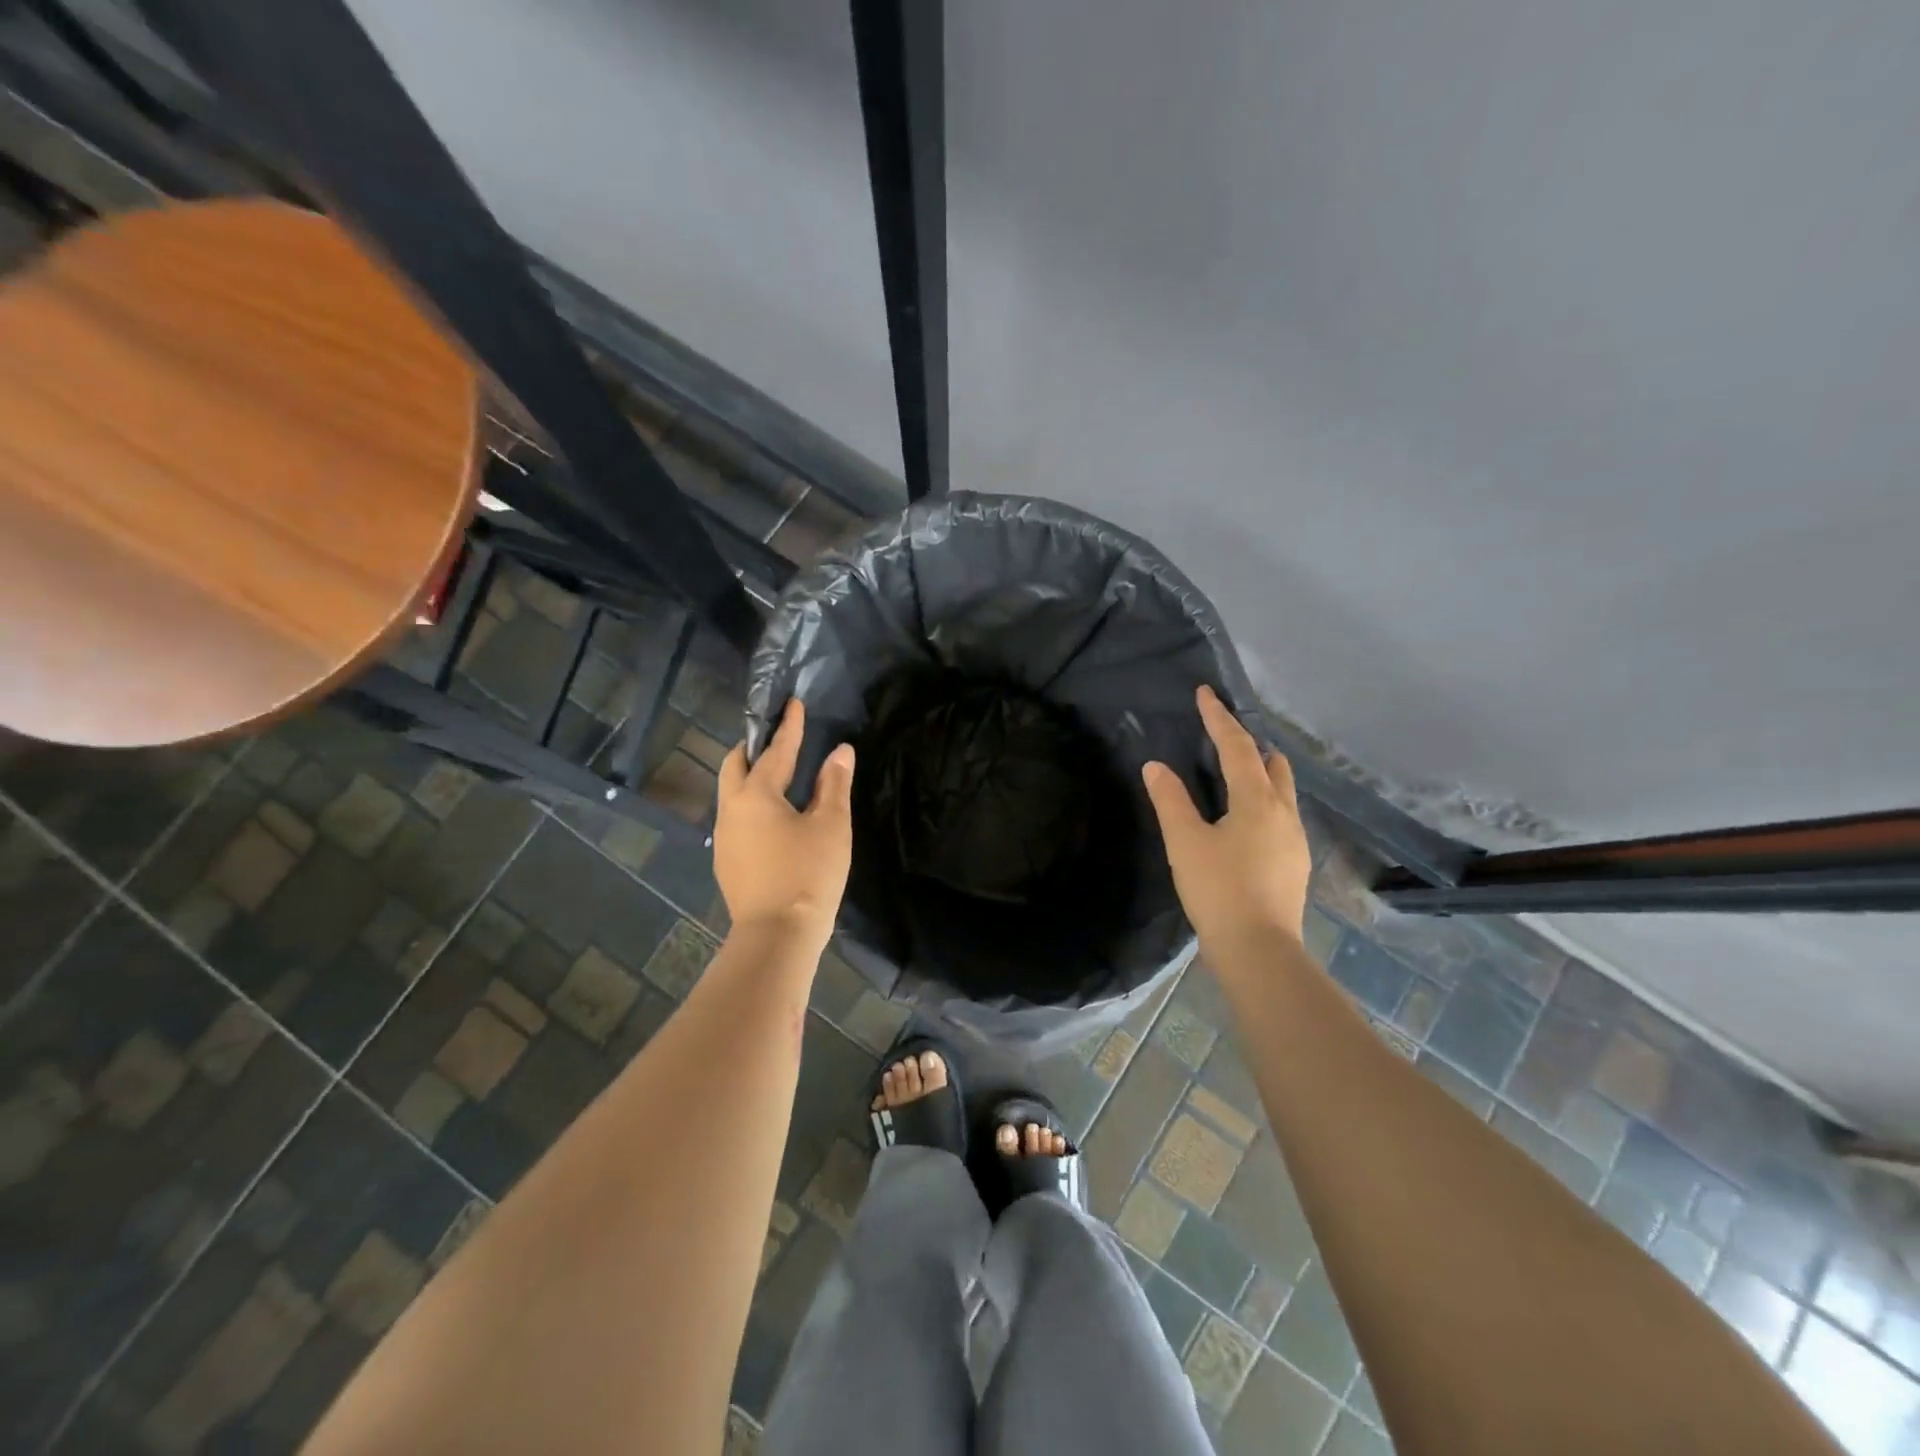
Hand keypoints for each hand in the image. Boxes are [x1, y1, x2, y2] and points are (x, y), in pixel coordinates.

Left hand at [715, 699, 854, 951]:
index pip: (775, 751)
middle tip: (777, 739)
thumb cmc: (808, 873)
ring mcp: (724, 838)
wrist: (777, 936)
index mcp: (755, 795)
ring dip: (750, 777)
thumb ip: (835, 784)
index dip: (788, 727)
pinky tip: (773, 817)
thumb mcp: (830, 825)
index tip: (792, 703)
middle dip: (754, 748)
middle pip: (734, 766)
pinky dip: (752, 804)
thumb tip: (840, 751)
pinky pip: (736, 818)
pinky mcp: (727, 861)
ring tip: (778, 776)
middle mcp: (731, 810)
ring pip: (732, 793)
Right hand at [1143, 686, 1311, 957]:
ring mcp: (1295, 839)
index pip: (1237, 747)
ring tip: (1234, 774)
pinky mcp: (1295, 862)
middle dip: (1250, 744)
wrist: (1259, 950)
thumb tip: (1155, 766)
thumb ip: (1170, 800)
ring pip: (1282, 790)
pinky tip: (1245, 820)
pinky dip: (1264, 801)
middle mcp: (1284, 812)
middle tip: (1223, 735)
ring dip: (1260, 773)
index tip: (1205, 693)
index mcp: (1257, 800)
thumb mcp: (1185, 842)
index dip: (1218, 718)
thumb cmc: (1218, 889)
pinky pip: (1281, 815)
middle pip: (1272, 764)